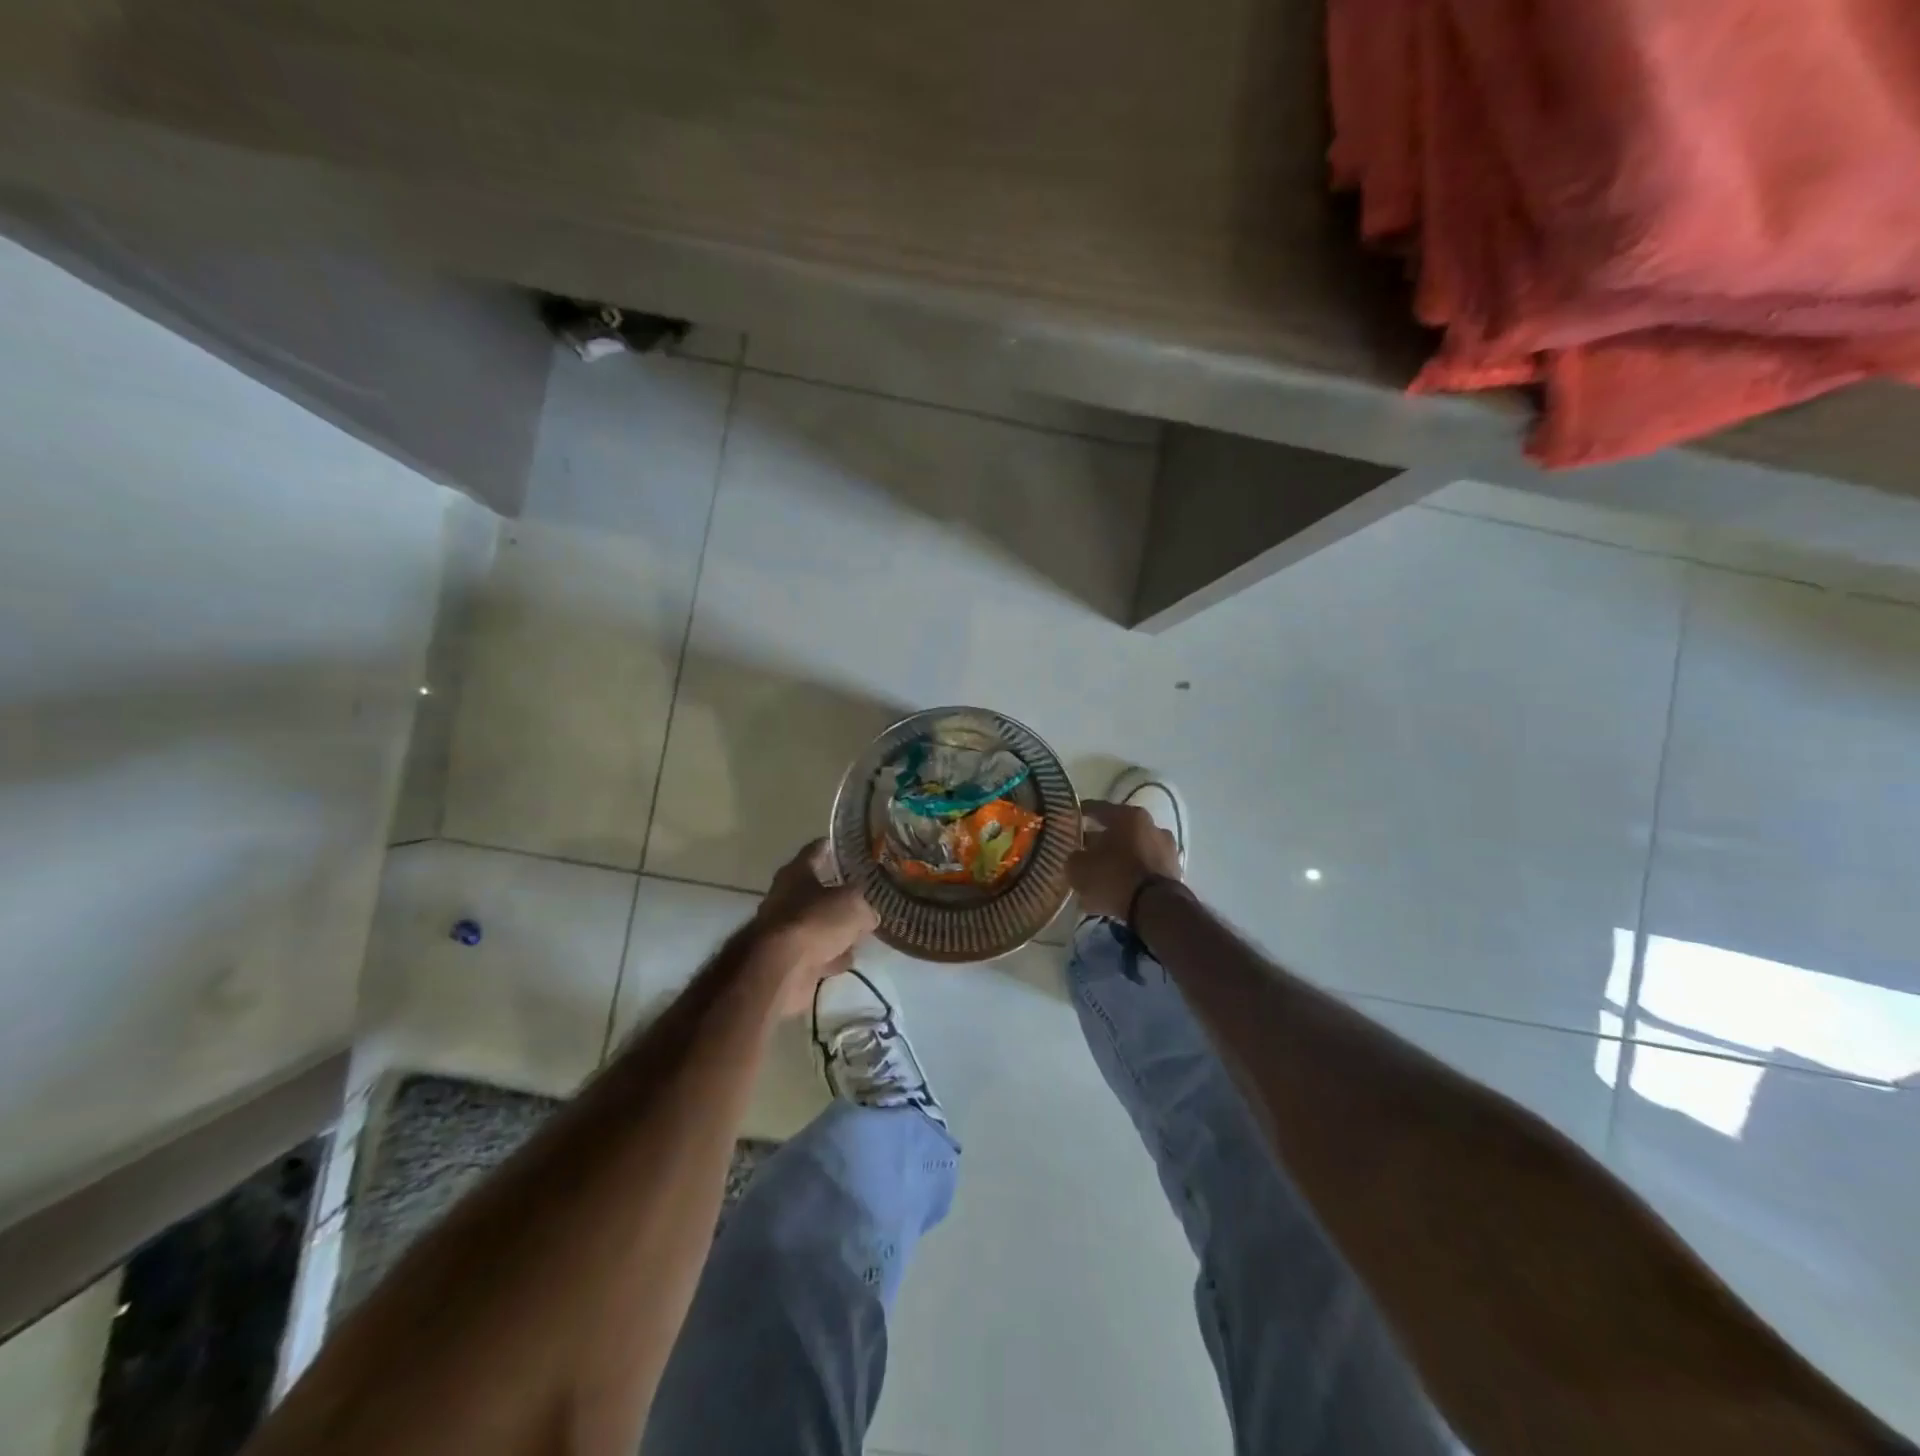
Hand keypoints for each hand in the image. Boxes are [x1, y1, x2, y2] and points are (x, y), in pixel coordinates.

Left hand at [753, 840, 879, 1016]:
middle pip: (815, 890)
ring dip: (835, 930)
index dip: (831, 847)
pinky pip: (815, 951)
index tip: (845, 846)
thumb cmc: (815, 921)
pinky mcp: (787, 958)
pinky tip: (846, 959)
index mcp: (796, 873)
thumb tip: (868, 915)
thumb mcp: (853, 905)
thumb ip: (864, 906)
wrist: (780, 969)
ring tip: (860, 932)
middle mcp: (785, 897)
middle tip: (862, 895)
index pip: (814, 851)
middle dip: (837, 895)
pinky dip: (829, 955)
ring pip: (817, 924)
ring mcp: (784, 930)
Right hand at [1068, 800, 1183, 918]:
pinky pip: (1146, 869)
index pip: (1098, 808)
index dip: (1082, 813)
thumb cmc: (1114, 877)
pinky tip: (1120, 887)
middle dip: (1103, 839)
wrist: (1156, 908)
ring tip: (1104, 873)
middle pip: (1120, 830)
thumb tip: (1077, 858)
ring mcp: (1167, 849)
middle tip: (1085, 850)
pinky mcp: (1175, 872)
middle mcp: (1151, 826)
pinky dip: (1133, 874)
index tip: (1071, 818)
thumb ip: (1075, 858)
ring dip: (1120, 858)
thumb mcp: (1080, 868)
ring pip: (1135, 849)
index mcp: (1128, 816)